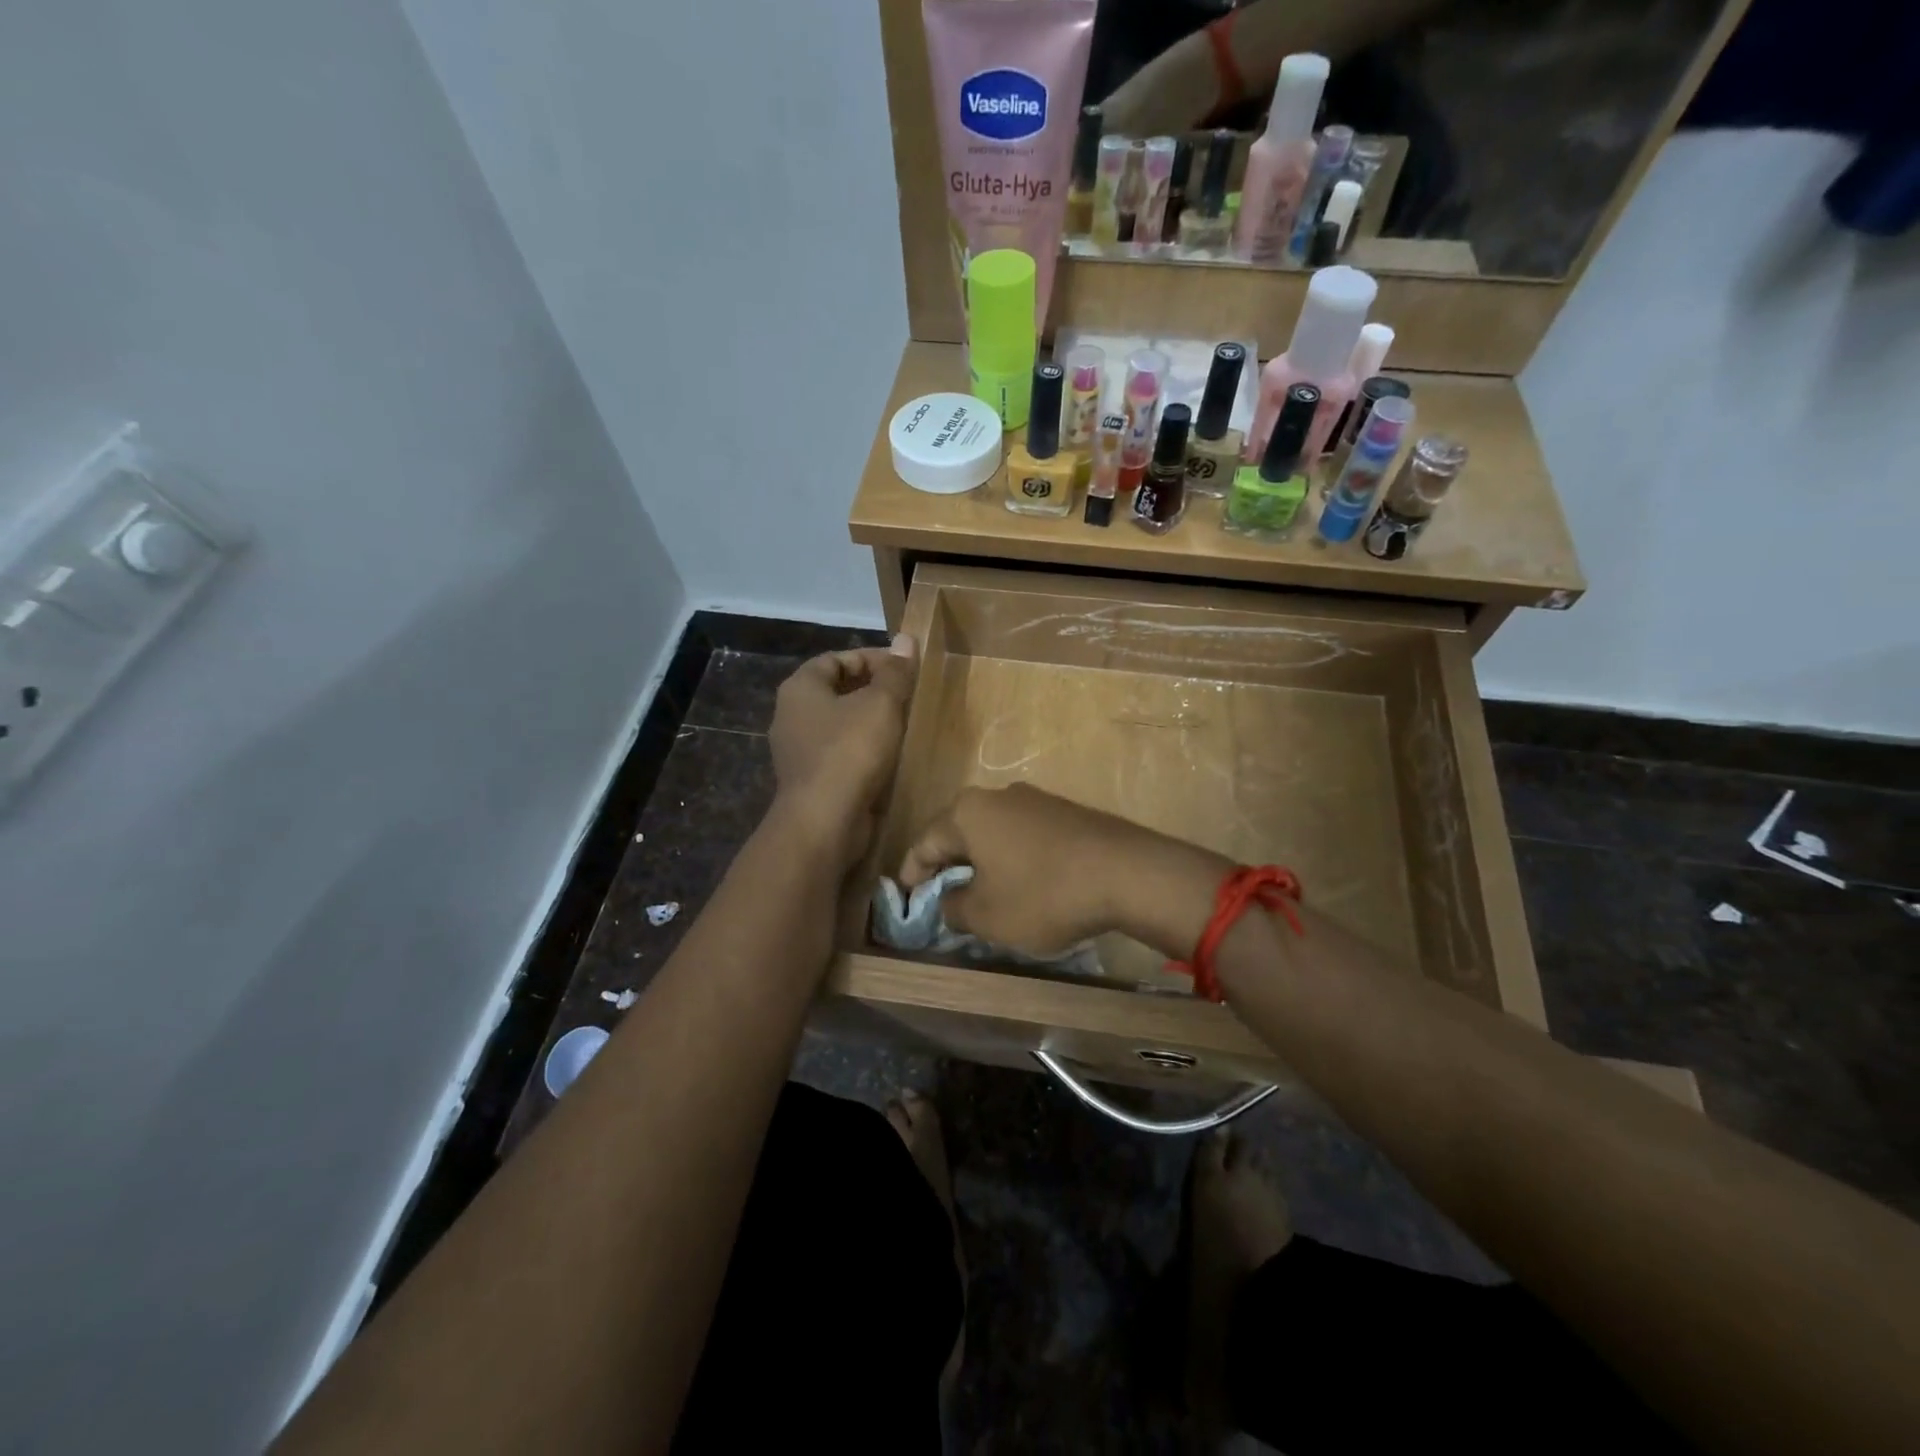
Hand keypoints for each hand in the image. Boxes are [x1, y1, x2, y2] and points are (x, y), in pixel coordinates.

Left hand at [768, 635, 917, 864]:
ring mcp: (799, 751)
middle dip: (874, 690)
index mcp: (800, 688)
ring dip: (871, 723)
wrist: (824, 821)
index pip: (836, 659)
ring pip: (841, 725)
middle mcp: (791, 716)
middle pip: (837, 691)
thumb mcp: (880, 705)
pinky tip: (892, 757)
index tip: (905, 668)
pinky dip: (865, 751)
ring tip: (906, 724)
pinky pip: (841, 754)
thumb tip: (906, 639)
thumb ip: (895, 672)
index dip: (871, 658)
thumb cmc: (849, 752)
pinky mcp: (812, 780)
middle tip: (909, 695)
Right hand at [898, 784, 1230, 956]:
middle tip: (941, 900)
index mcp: (968, 812)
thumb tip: (949, 900)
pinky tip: (1024, 886)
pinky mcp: (1066, 813)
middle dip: (947, 868)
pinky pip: (1024, 837)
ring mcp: (1036, 800)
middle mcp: (997, 795)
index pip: (924, 843)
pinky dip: (1014, 861)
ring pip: (993, 834)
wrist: (1127, 872)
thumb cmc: (1042, 893)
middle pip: (959, 834)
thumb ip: (953, 908)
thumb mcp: (986, 916)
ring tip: (983, 896)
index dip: (911, 875)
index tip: (907, 901)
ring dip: (983, 864)